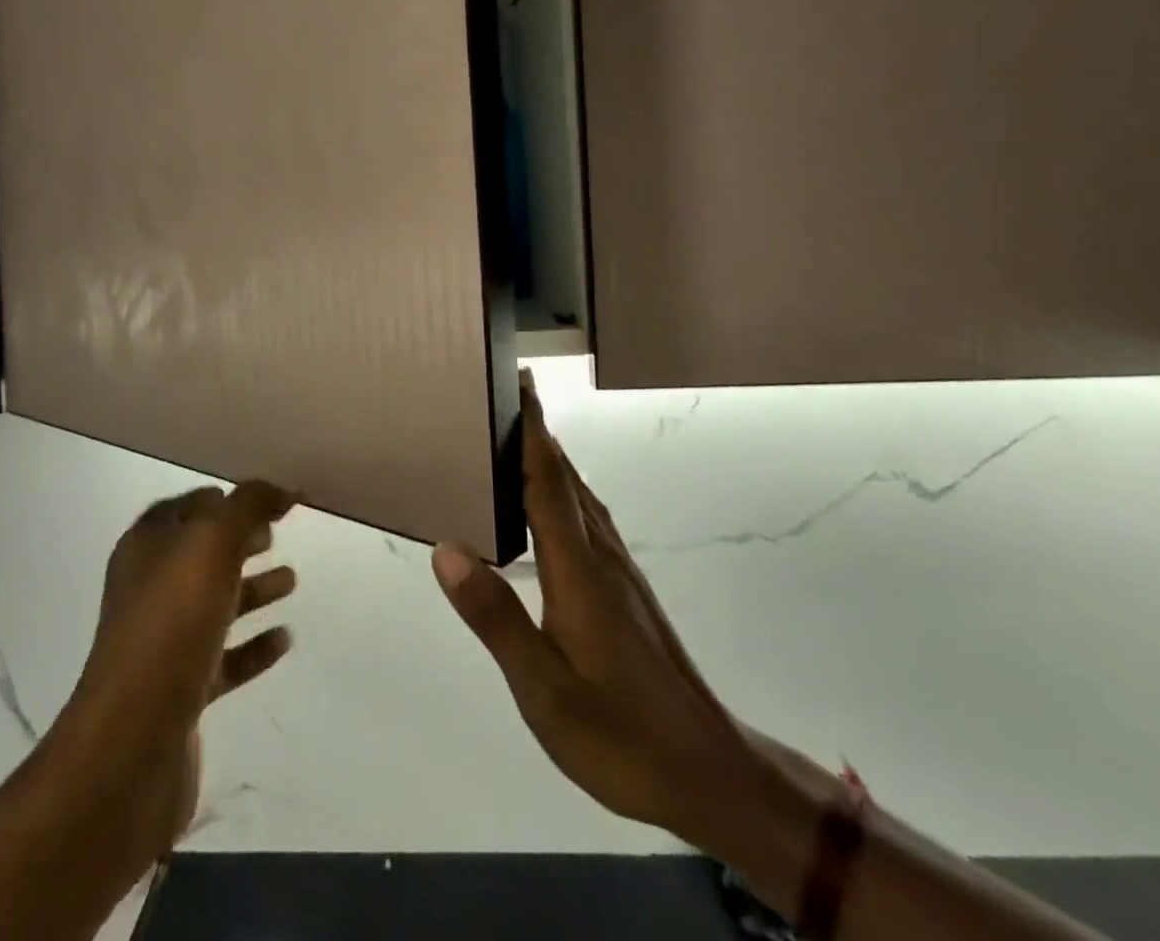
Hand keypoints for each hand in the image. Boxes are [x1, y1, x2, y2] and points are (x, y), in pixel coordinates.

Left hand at [48, 482, 297, 856]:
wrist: (132, 742)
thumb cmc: (171, 624)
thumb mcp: (212, 544)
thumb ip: (248, 506)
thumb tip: (280, 489)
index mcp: (146, 549)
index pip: (185, 508)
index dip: (222, 500)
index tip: (264, 500)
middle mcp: (149, 590)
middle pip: (201, 554)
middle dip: (238, 541)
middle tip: (277, 534)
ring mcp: (163, 643)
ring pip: (215, 603)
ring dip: (252, 589)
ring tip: (292, 580)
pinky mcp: (181, 691)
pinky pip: (225, 657)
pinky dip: (254, 645)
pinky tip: (285, 639)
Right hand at [433, 375, 760, 847]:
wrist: (712, 775)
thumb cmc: (621, 734)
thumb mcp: (543, 687)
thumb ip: (495, 616)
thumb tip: (447, 549)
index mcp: (578, 569)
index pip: (549, 481)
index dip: (532, 431)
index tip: (519, 384)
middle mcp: (602, 557)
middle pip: (567, 479)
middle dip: (539, 434)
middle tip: (505, 399)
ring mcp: (621, 575)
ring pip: (582, 499)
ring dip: (552, 461)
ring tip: (520, 440)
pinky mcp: (629, 594)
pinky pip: (590, 521)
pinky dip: (565, 494)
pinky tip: (553, 511)